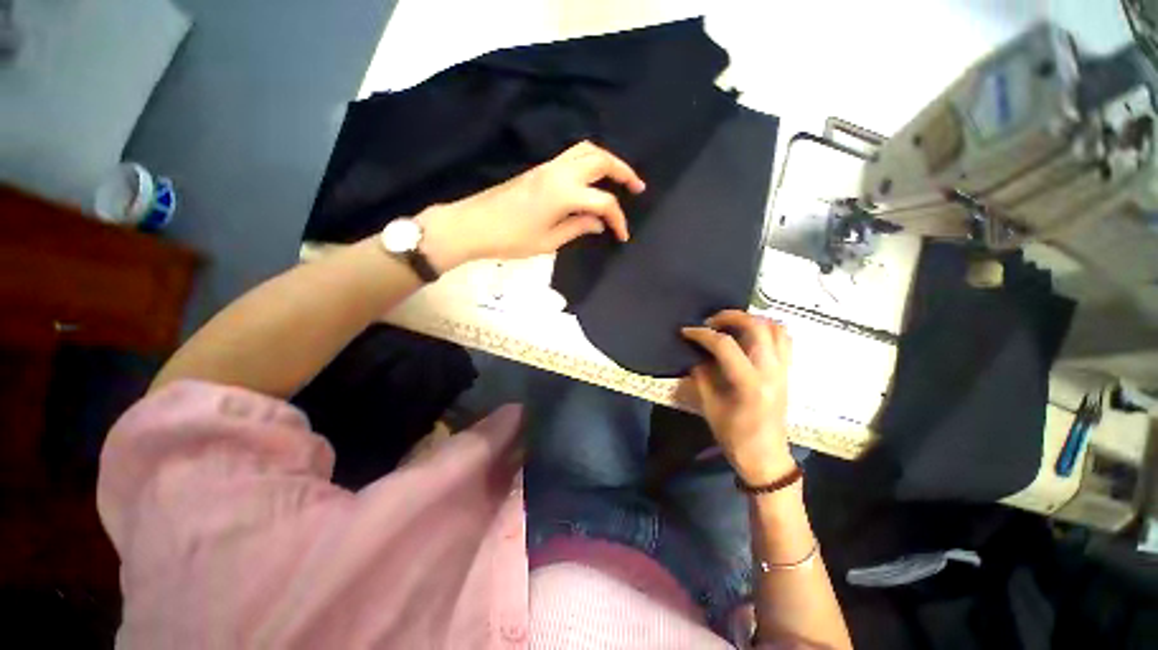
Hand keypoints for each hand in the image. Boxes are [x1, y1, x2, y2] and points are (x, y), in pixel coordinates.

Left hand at [416, 141, 644, 269]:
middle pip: (600, 160)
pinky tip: (593, 179)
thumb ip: (577, 228)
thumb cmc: (510, 239)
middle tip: (637, 188)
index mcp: (564, 194)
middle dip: (623, 171)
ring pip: (586, 151)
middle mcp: (559, 172)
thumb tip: (598, 224)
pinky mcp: (539, 169)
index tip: (622, 236)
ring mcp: (548, 167)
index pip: (603, 202)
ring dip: (607, 161)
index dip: (618, 219)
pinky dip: (590, 162)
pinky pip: (572, 156)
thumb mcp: (548, 241)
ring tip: (619, 178)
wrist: (473, 224)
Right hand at [682, 310, 795, 485]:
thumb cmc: (735, 437)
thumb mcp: (709, 407)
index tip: (686, 331)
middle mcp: (771, 371)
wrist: (766, 458)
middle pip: (757, 326)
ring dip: (752, 319)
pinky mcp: (788, 372)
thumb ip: (701, 377)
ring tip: (731, 324)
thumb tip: (696, 356)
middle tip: (711, 321)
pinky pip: (785, 340)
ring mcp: (783, 370)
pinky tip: (750, 336)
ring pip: (776, 328)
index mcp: (749, 383)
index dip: (702, 334)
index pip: (725, 345)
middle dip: (730, 316)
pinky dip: (768, 330)